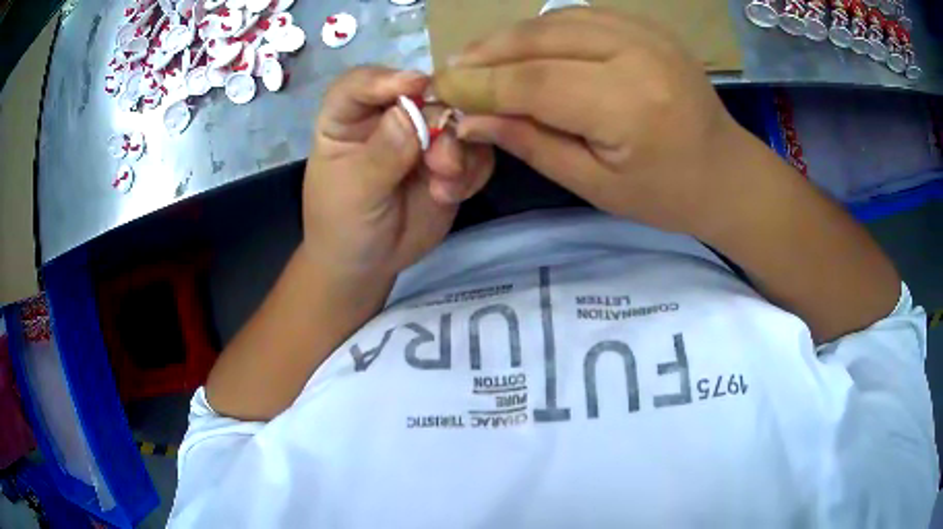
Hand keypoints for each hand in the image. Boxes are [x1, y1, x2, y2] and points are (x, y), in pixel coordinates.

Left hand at [304, 67, 494, 284]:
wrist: (367, 264)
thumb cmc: (343, 224)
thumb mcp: (355, 191)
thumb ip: (382, 153)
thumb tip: (410, 112)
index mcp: (348, 117)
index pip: (360, 84)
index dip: (385, 79)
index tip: (415, 85)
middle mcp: (387, 118)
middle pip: (422, 95)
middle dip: (438, 121)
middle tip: (441, 160)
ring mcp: (422, 138)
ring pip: (456, 121)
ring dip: (459, 151)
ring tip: (445, 186)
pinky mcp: (449, 162)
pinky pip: (475, 152)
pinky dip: (471, 172)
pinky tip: (451, 195)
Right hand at [434, 8, 744, 238]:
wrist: (726, 172)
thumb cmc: (666, 194)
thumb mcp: (595, 185)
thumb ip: (532, 143)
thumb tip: (471, 119)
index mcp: (629, 105)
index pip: (534, 82)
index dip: (480, 84)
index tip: (441, 90)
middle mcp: (638, 54)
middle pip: (541, 39)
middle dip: (487, 53)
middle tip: (451, 70)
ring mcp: (647, 32)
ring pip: (556, 19)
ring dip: (511, 37)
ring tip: (479, 58)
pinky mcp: (649, 26)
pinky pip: (580, 15)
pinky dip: (544, 28)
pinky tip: (525, 46)